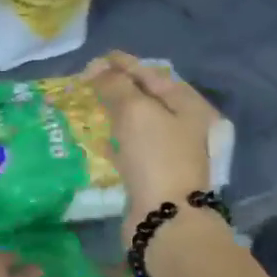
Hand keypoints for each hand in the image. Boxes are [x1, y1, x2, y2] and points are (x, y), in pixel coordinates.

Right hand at [82, 51, 219, 243]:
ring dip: (115, 112)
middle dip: (119, 87)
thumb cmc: (155, 157)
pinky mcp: (152, 174)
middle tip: (89, 81)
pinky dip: (115, 139)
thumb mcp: (136, 112)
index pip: (152, 74)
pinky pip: (131, 147)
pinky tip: (99, 138)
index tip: (96, 59)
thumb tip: (100, 72)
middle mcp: (183, 126)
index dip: (124, 64)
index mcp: (187, 105)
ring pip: (138, 123)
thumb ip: (117, 86)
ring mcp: (168, 152)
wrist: (164, 217)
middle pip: (147, 97)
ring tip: (90, 105)